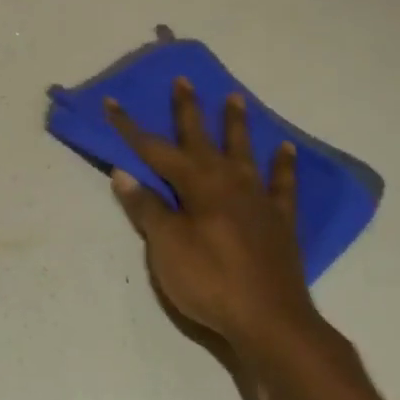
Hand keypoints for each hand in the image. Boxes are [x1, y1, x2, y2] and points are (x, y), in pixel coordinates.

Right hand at [106, 79, 321, 352]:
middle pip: (202, 139)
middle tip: (184, 80)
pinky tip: (286, 149)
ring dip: (236, 125)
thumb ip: (146, 208)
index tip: (112, 102)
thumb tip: (123, 173)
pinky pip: (283, 184)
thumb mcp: (166, 246)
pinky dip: (284, 165)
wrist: (270, 320)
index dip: (131, 128)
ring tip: (236, 98)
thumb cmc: (209, 281)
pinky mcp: (280, 221)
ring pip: (244, 152)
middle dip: (188, 110)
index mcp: (197, 185)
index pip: (155, 150)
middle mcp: (228, 182)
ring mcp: (258, 199)